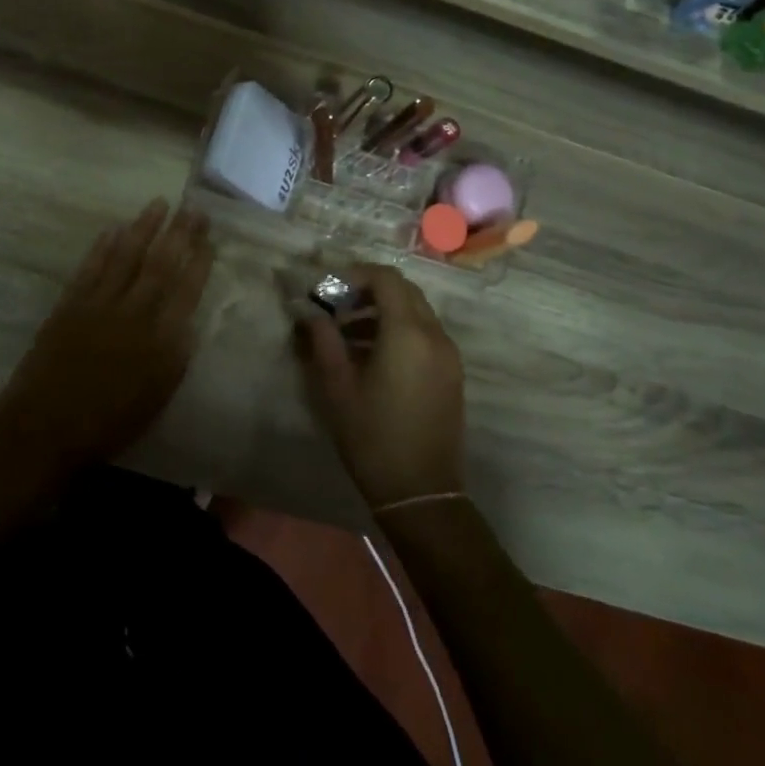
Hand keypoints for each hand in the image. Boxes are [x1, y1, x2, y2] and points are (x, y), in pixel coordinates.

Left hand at [0, 199, 214, 482]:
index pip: (186, 291)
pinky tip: (114, 229)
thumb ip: (175, 358)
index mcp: (159, 341)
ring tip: (159, 204)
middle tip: (193, 207)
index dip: (199, 262)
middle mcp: (132, 314)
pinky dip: (103, 246)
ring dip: (144, 228)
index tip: (209, 239)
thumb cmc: (107, 424)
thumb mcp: (156, 399)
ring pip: (126, 257)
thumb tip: (188, 323)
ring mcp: (98, 305)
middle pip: (160, 265)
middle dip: (179, 234)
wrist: (44, 430)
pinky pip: (90, 268)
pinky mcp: (69, 304)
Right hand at [296, 265, 465, 508]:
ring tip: (348, 335)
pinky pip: (426, 334)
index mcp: (408, 333)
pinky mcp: (453, 373)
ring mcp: (449, 355)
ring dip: (384, 311)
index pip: (386, 279)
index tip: (329, 288)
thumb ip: (323, 340)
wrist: (421, 492)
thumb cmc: (372, 437)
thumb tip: (311, 313)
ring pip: (417, 312)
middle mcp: (435, 335)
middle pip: (405, 291)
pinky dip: (400, 330)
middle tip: (337, 307)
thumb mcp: (336, 387)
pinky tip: (373, 357)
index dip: (356, 274)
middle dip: (370, 290)